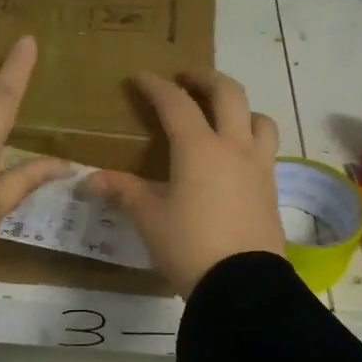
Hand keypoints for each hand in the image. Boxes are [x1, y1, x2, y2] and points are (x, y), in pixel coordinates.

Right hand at [86, 69, 285, 296]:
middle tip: (186, 78)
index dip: (156, 86)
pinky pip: (266, 148)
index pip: (176, 103)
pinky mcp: (272, 188)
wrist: (241, 284)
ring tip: (222, 115)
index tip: (141, 77)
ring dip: (239, 107)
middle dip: (205, 78)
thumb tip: (90, 179)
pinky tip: (235, 157)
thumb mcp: (149, 218)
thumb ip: (124, 191)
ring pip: (258, 118)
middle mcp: (234, 147)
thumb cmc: (188, 246)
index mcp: (199, 148)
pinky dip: (251, 137)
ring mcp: (259, 166)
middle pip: (228, 93)